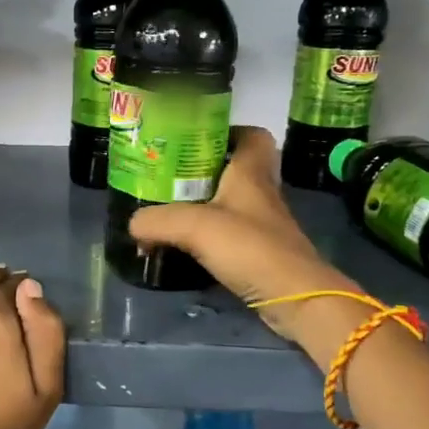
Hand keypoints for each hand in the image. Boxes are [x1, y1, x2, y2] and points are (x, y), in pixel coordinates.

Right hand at [129, 126, 361, 346]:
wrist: (294, 297)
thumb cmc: (250, 248)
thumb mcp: (194, 227)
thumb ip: (157, 220)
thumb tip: (133, 224)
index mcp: (251, 173)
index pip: (251, 136)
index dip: (227, 131)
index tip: (194, 139)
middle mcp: (260, 193)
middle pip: (236, 169)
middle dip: (203, 170)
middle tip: (168, 176)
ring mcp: (262, 225)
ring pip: (231, 203)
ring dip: (203, 205)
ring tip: (168, 210)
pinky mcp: (259, 253)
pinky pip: (230, 234)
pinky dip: (207, 236)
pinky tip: (183, 244)